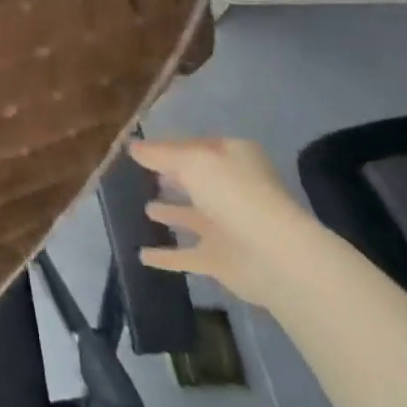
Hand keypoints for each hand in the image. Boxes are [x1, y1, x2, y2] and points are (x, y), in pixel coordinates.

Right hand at [131, 136, 329, 307]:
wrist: (274, 256)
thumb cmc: (234, 195)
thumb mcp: (191, 161)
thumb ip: (159, 154)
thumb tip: (132, 146)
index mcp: (233, 158)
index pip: (194, 146)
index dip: (167, 147)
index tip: (139, 150)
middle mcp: (232, 189)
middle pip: (194, 180)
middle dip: (171, 177)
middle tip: (142, 175)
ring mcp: (226, 227)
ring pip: (191, 216)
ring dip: (170, 212)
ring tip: (145, 209)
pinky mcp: (220, 260)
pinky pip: (186, 255)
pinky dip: (166, 256)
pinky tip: (142, 255)